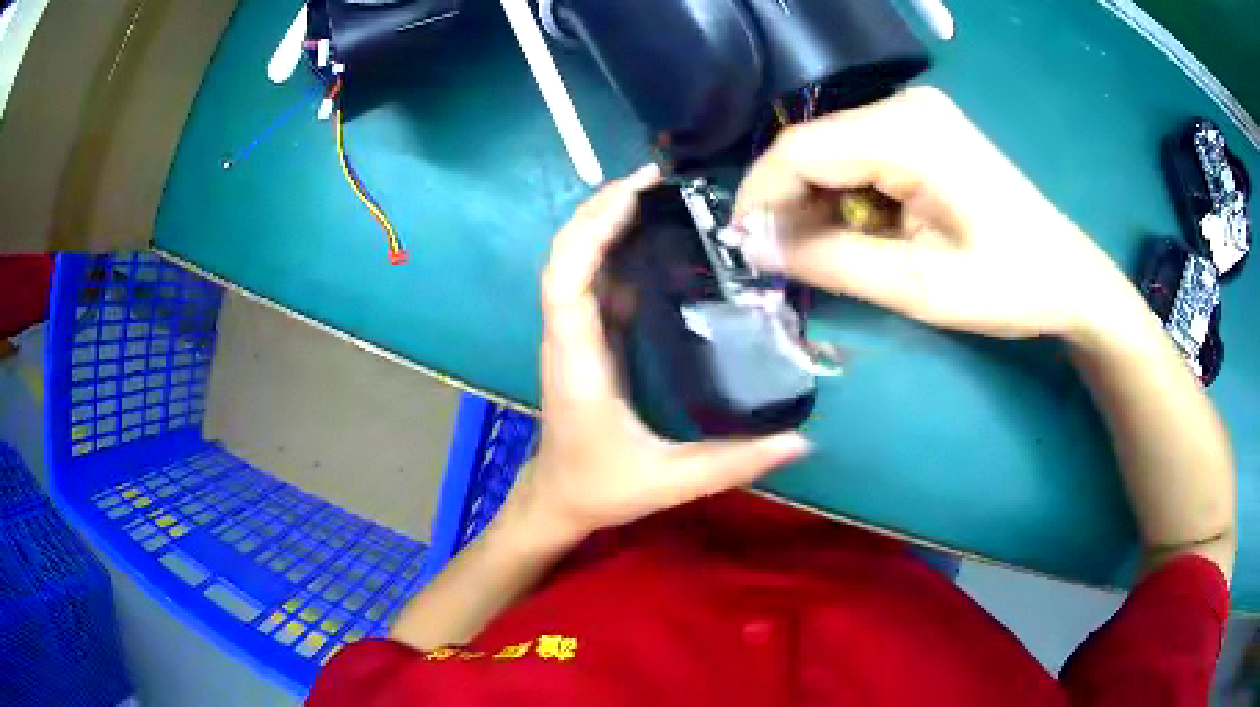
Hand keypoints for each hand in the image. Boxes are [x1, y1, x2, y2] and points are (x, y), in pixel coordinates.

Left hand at [510, 166, 809, 545]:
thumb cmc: (599, 489)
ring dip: (605, 224)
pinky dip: (615, 252)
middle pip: (566, 257)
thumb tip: (802, 441)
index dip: (592, 230)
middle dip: (601, 210)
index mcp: (576, 361)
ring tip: (654, 195)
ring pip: (577, 264)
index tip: (633, 194)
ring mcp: (574, 338)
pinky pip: (595, 284)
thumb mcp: (668, 481)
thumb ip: (733, 463)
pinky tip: (652, 241)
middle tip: (653, 179)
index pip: (567, 279)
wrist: (558, 501)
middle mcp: (567, 338)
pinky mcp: (588, 342)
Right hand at [734, 87, 1140, 341]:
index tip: (744, 249)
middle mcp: (904, 105)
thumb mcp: (918, 287)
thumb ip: (832, 261)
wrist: (1068, 276)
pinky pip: (858, 156)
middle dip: (789, 204)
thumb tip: (757, 247)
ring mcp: (914, 114)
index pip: (800, 149)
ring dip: (818, 204)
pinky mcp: (921, 130)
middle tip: (784, 262)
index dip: (760, 197)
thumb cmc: (1008, 285)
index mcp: (907, 132)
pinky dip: (847, 197)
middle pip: (813, 147)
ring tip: (828, 254)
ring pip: (832, 153)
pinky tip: (864, 232)